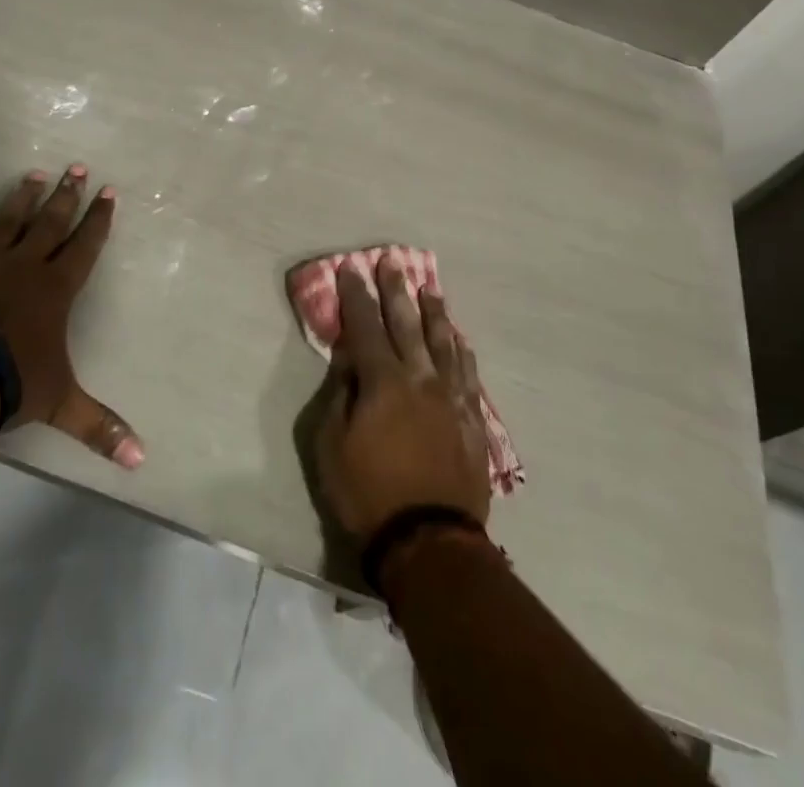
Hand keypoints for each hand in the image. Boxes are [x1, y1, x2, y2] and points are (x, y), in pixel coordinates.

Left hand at [0, 166, 143, 469]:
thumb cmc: (12, 383)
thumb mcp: (61, 404)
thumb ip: (99, 426)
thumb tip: (141, 461)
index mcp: (55, 289)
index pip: (84, 246)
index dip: (98, 220)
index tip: (107, 192)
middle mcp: (24, 266)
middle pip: (50, 223)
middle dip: (66, 195)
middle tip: (76, 167)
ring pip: (7, 221)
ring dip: (21, 198)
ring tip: (33, 173)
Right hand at [315, 255, 489, 543]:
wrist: (428, 541)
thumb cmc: (367, 493)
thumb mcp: (331, 444)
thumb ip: (341, 394)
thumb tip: (350, 359)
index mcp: (383, 381)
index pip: (365, 326)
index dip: (355, 296)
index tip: (350, 269)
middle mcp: (420, 378)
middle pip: (407, 324)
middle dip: (396, 291)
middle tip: (393, 262)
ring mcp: (451, 397)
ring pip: (443, 342)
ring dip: (434, 312)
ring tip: (430, 289)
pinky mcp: (471, 420)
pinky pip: (468, 374)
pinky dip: (461, 350)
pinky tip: (458, 337)